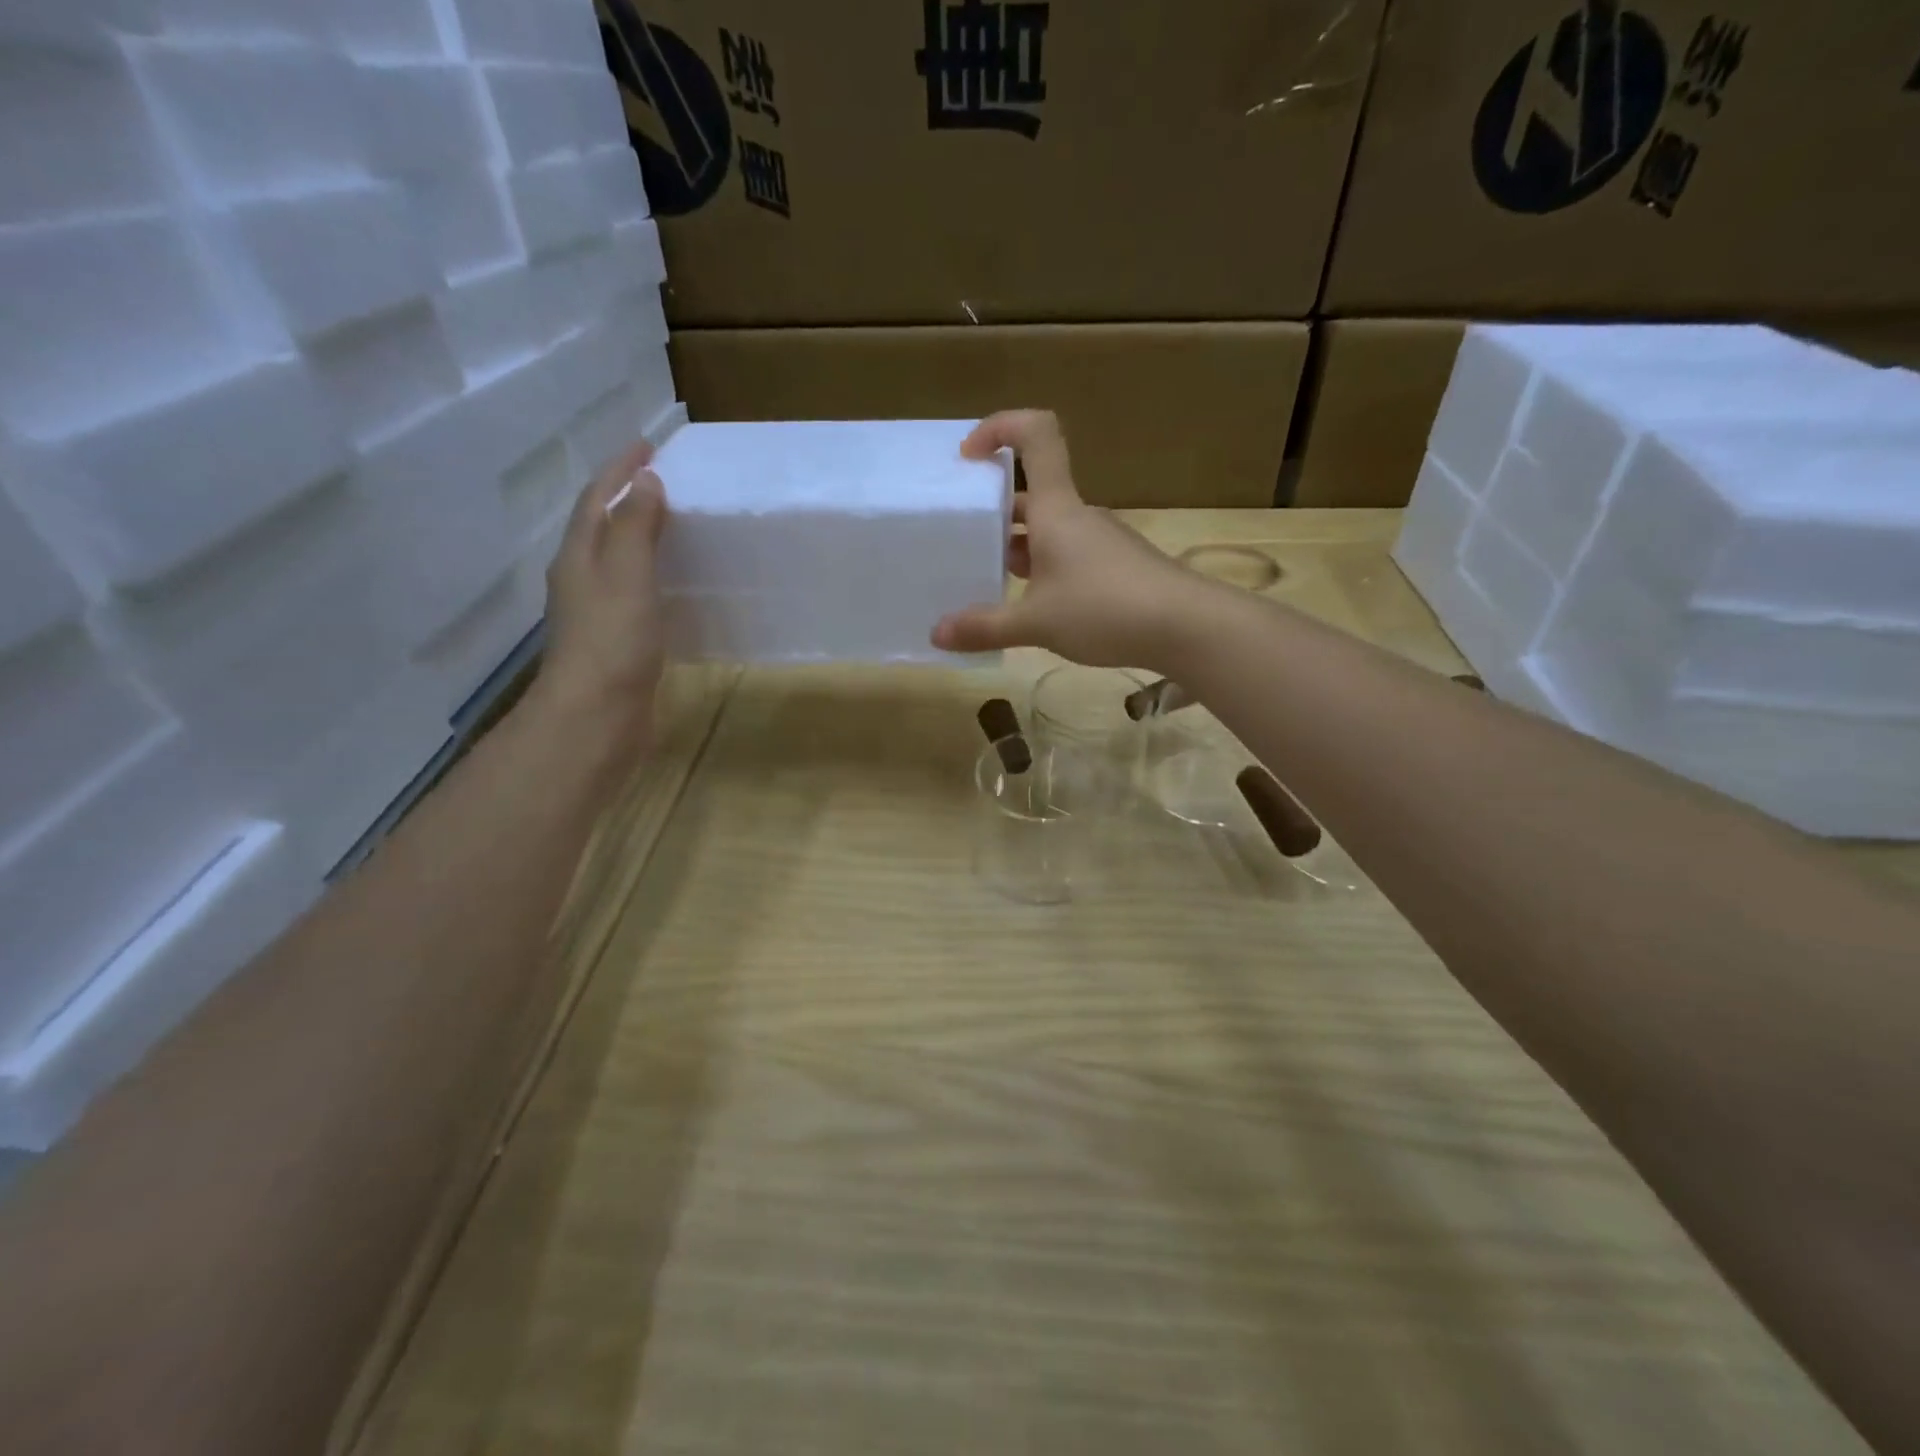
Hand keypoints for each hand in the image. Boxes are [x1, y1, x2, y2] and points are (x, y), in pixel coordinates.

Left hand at [534, 440, 668, 739]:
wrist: (597, 717)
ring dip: (639, 537)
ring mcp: (596, 613)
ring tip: (673, 526)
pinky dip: (651, 576)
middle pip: (601, 527)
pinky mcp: (615, 642)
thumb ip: (636, 527)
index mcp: (579, 557)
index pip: (597, 499)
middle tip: (663, 482)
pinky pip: (633, 593)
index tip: (649, 445)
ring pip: (616, 562)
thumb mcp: (627, 574)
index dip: (620, 470)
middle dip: (627, 499)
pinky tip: (673, 586)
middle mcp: (581, 579)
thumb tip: (645, 483)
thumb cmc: (613, 641)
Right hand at [931, 411, 1204, 669]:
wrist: (1188, 626)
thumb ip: (985, 627)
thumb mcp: (1036, 623)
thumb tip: (936, 634)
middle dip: (995, 513)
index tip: (968, 456)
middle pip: (1032, 494)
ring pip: (1049, 531)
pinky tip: (1034, 608)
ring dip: (1019, 548)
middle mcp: (1078, 516)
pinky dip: (1044, 570)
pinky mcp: (1117, 567)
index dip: (1000, 428)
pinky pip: (1069, 556)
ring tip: (990, 583)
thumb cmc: (1105, 609)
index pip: (1035, 435)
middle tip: (964, 542)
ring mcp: (1101, 541)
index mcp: (1056, 508)